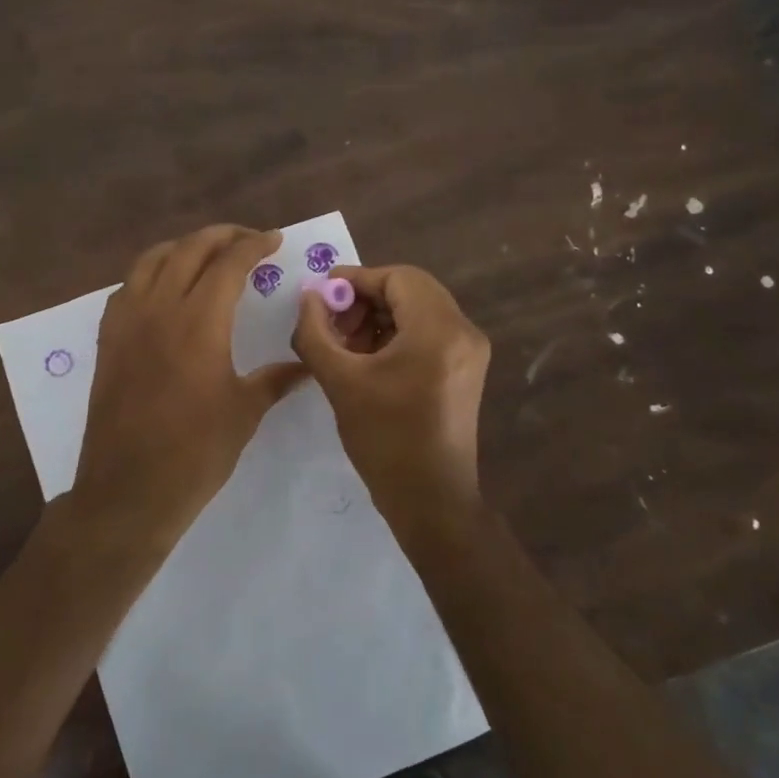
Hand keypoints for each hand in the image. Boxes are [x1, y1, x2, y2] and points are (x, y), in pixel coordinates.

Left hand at [65, 225, 307, 555]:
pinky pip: (128, 288)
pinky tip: (165, 290)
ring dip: (183, 248)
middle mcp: (160, 308)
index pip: (229, 263)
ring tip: (206, 255)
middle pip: (189, 250)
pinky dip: (151, 274)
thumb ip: (276, 379)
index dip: (254, 244)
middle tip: (248, 241)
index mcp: (199, 322)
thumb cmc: (195, 452)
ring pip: (152, 260)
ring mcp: (127, 322)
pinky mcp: (108, 340)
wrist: (129, 489)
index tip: (275, 240)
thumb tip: (306, 365)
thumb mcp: (245, 412)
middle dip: (222, 236)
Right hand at [291, 264, 490, 535]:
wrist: (431, 500)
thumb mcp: (340, 381)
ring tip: (345, 344)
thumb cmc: (385, 439)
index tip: (321, 295)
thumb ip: (316, 332)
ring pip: (419, 310)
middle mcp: (463, 331)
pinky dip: (396, 335)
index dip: (356, 279)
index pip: (397, 277)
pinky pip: (428, 333)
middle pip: (411, 290)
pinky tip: (368, 359)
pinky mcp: (465, 370)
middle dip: (366, 299)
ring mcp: (469, 352)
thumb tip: (309, 298)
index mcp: (439, 329)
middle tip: (332, 323)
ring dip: (379, 317)